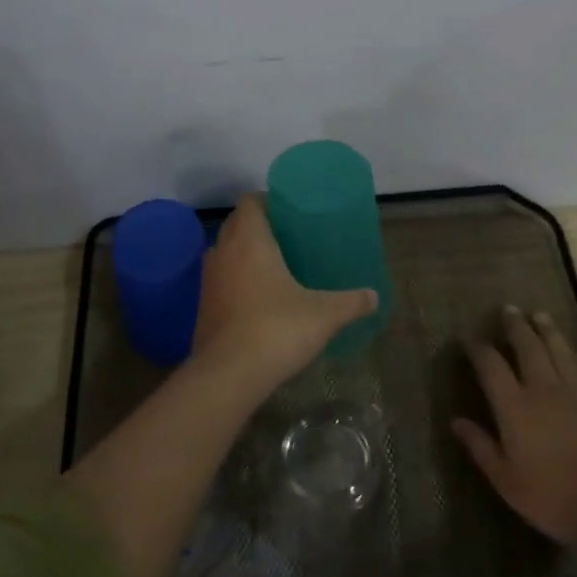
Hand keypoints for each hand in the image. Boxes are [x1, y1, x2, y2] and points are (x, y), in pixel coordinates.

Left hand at [190, 194, 377, 394]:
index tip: (290, 213)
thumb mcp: (324, 315)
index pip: (250, 202)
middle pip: (236, 224)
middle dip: (258, 226)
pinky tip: (257, 299)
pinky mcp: (202, 307)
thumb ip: (351, 302)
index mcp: (250, 240)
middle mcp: (223, 252)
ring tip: (273, 266)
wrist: (228, 375)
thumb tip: (374, 296)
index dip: (267, 202)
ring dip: (242, 253)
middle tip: (288, 238)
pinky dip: (234, 281)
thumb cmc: (277, 329)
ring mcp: (208, 280)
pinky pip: (219, 280)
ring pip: (224, 252)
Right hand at [453, 307, 576, 546]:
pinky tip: (574, 351)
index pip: (491, 366)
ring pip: (557, 351)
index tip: (468, 338)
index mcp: (515, 407)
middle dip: (516, 326)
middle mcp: (543, 390)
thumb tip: (456, 422)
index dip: (478, 349)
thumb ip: (481, 447)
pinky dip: (576, 357)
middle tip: (508, 309)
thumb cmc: (553, 496)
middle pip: (527, 347)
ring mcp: (574, 394)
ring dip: (546, 330)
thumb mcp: (506, 480)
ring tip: (538, 314)